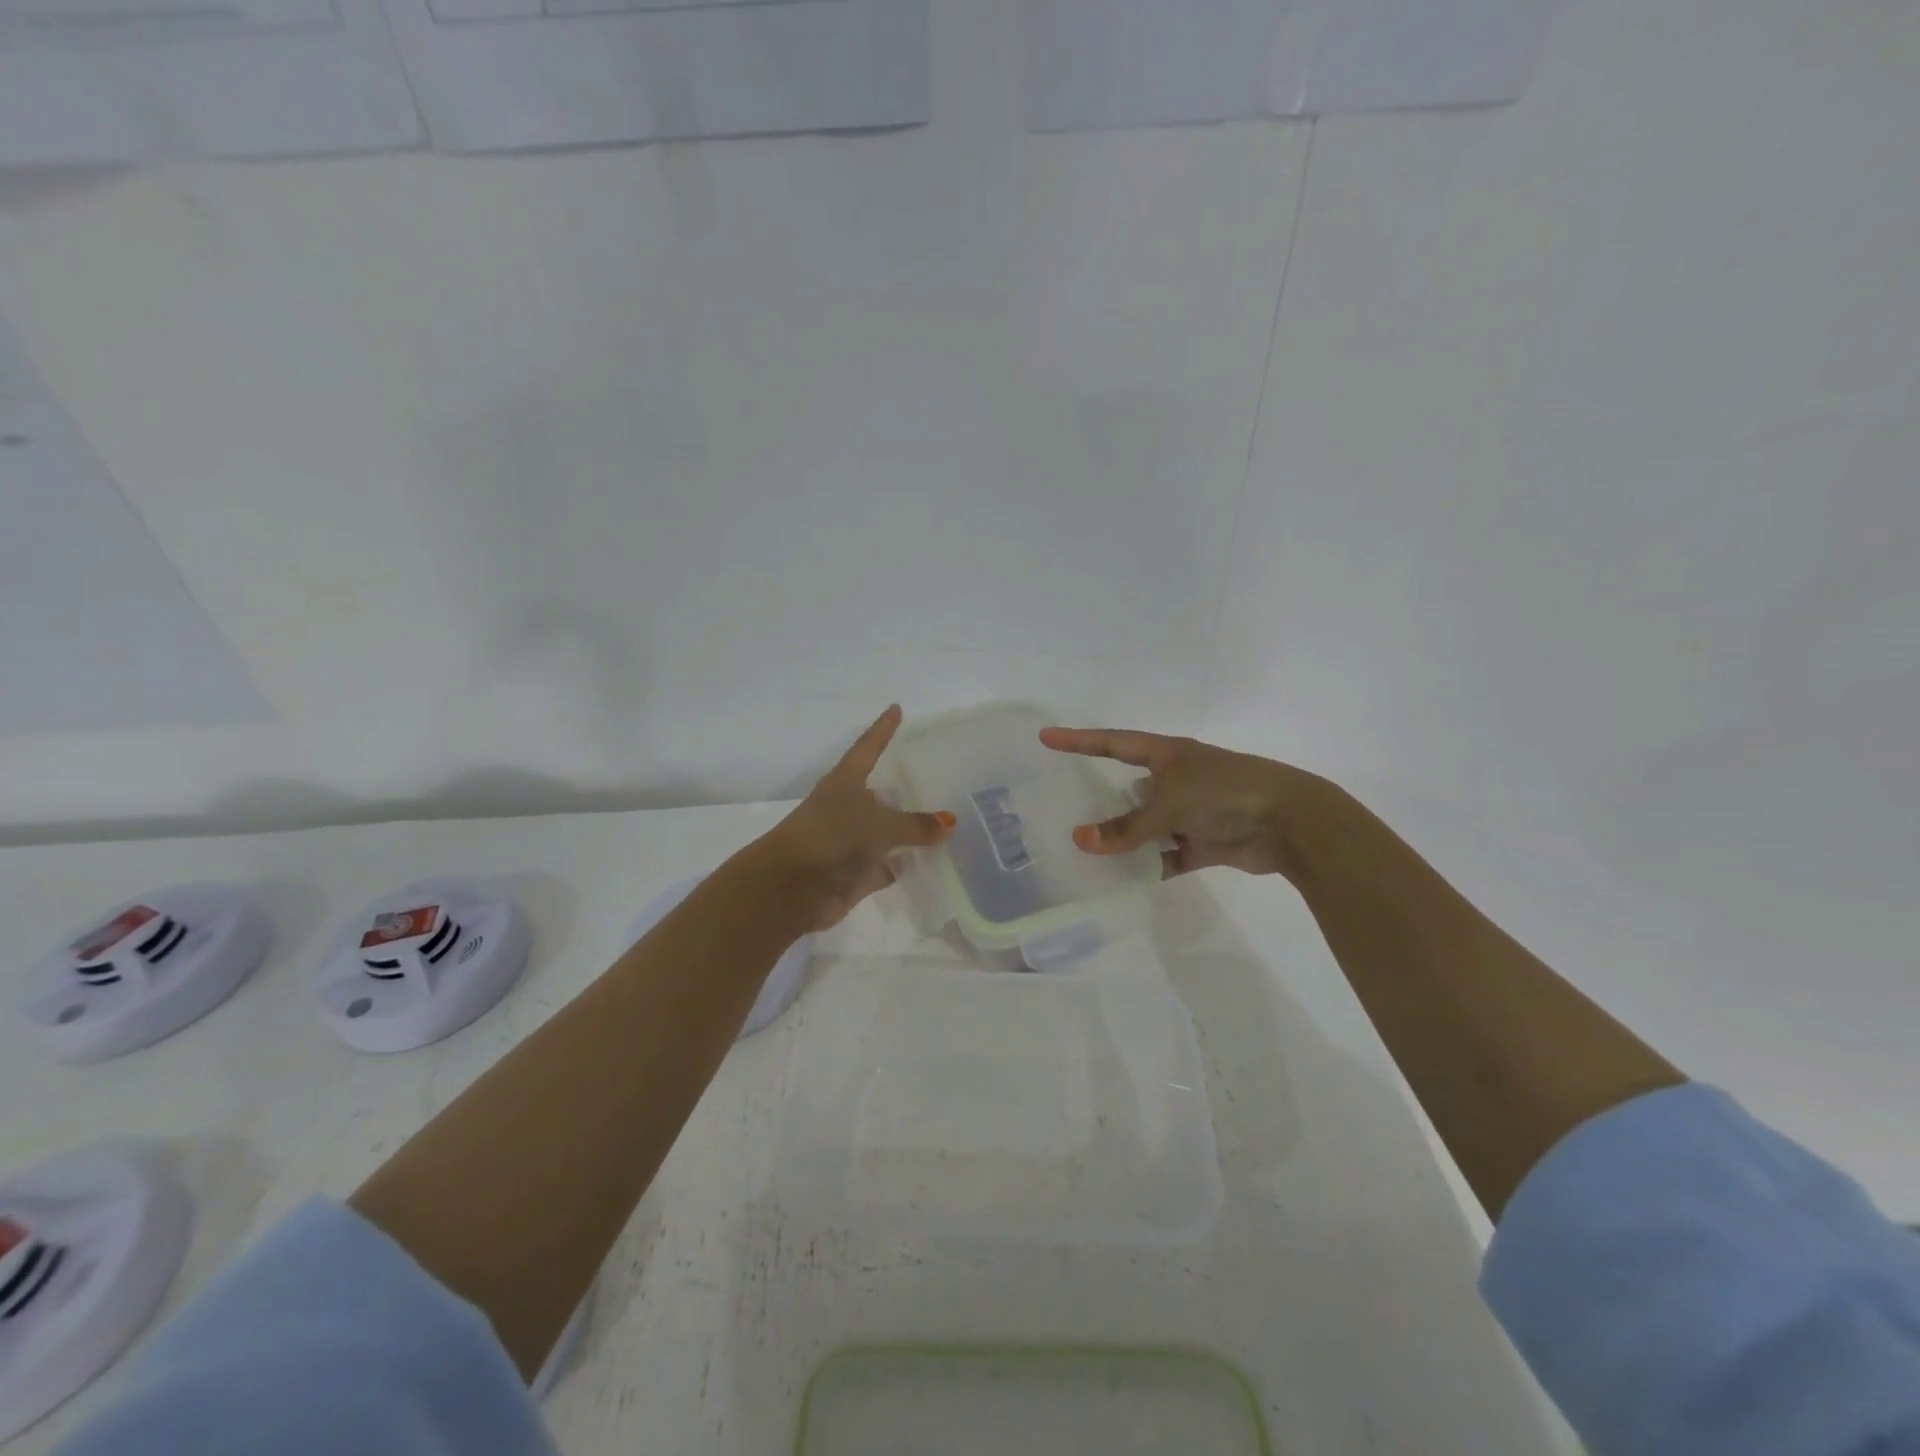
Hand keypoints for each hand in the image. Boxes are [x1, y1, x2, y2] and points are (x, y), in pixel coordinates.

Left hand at [768, 705, 955, 929]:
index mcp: (845, 782)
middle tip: (943, 775)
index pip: (869, 747)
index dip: (883, 729)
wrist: (790, 889)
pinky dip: (908, 865)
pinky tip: (936, 861)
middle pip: (882, 791)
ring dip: (912, 830)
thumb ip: (915, 824)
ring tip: (949, 820)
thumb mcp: (878, 825)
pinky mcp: (856, 873)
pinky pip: (890, 865)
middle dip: (907, 785)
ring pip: (888, 831)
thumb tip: (949, 822)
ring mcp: (852, 842)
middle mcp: (848, 808)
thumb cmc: (831, 838)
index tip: (896, 709)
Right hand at [1039, 726, 1325, 879]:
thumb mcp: (1169, 805)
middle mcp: (1177, 779)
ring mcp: (1191, 811)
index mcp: (1167, 754)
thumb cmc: (1224, 794)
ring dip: (1125, 839)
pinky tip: (1124, 880)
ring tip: (1086, 852)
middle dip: (1101, 798)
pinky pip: (1168, 855)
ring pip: (1147, 825)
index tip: (1045, 737)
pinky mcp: (1205, 842)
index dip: (1078, 741)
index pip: (1112, 743)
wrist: (1291, 823)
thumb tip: (1080, 841)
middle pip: (1129, 787)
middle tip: (1063, 808)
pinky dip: (1150, 866)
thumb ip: (1125, 827)